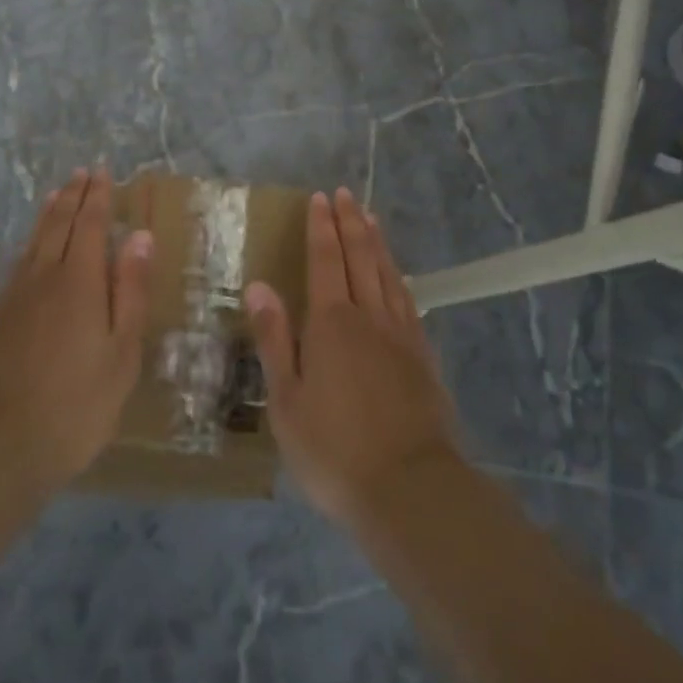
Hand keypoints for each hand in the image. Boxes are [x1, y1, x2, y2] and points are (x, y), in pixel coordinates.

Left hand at [0, 169, 151, 493]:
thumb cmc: (76, 403)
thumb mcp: (121, 351)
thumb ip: (129, 291)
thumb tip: (139, 237)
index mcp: (78, 281)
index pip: (89, 224)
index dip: (98, 196)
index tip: (104, 171)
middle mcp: (44, 277)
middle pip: (58, 224)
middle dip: (73, 195)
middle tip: (83, 172)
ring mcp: (15, 297)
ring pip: (34, 240)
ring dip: (49, 212)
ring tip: (58, 193)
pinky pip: (19, 262)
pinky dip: (31, 241)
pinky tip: (31, 248)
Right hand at [246, 188, 462, 528]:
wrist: (409, 487)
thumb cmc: (333, 449)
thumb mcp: (286, 400)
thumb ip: (274, 339)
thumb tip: (259, 286)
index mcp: (331, 323)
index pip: (326, 260)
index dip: (322, 227)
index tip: (320, 198)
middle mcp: (368, 316)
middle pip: (360, 257)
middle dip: (351, 223)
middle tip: (346, 195)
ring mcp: (401, 334)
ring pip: (388, 273)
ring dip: (377, 242)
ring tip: (371, 217)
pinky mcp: (422, 356)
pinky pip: (408, 300)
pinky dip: (398, 276)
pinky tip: (397, 275)